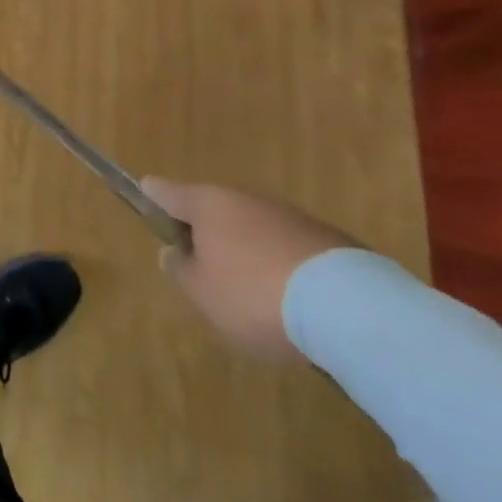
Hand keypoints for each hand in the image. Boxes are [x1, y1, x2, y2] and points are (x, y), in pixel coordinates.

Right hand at [139, 177, 358, 361]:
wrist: (353, 310)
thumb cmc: (256, 296)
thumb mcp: (202, 294)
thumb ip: (180, 270)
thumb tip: (175, 252)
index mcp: (207, 204)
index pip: (164, 190)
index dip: (151, 199)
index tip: (147, 207)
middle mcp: (245, 198)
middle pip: (212, 210)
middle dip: (206, 235)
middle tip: (205, 275)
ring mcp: (290, 216)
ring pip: (253, 229)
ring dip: (246, 252)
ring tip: (253, 297)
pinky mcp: (329, 240)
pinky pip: (288, 248)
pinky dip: (282, 267)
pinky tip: (293, 303)